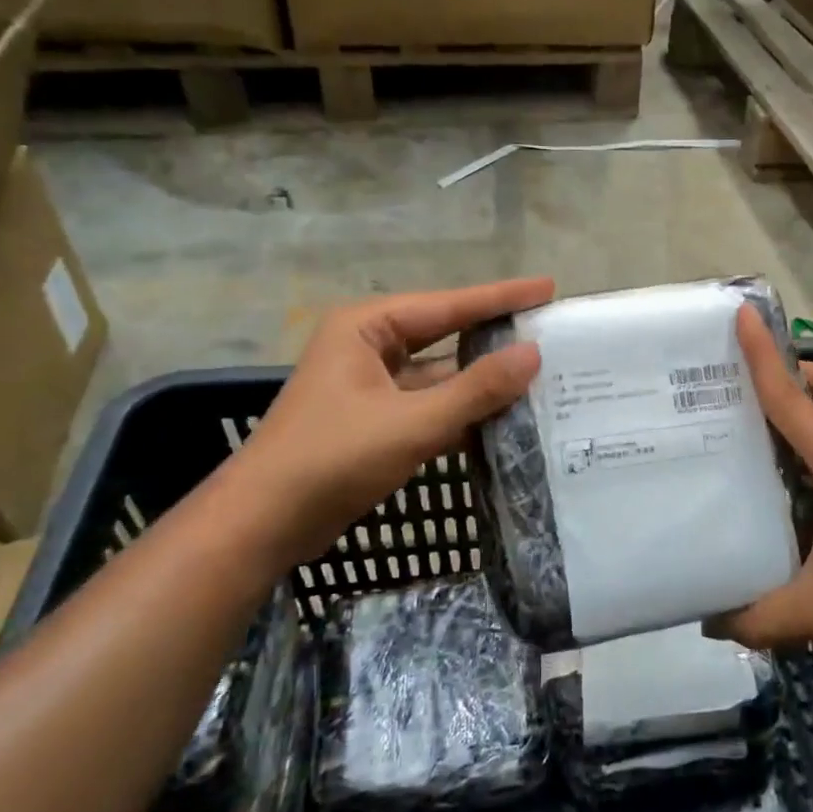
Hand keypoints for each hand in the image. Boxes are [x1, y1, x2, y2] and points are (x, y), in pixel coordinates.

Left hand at [223, 278, 553, 565]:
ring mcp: (371, 386)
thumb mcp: (412, 422)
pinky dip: (463, 410)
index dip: (501, 297)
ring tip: (540, 373)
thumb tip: (533, 354)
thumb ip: (476, 389)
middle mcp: (369, 347)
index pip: (448, 305)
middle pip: (445, 334)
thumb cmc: (332, 459)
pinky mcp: (375, 421)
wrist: (263, 524)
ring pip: (439, 374)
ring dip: (482, 379)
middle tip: (549, 329)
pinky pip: (430, 405)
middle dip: (495, 335)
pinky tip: (504, 416)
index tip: (547, 287)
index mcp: (367, 327)